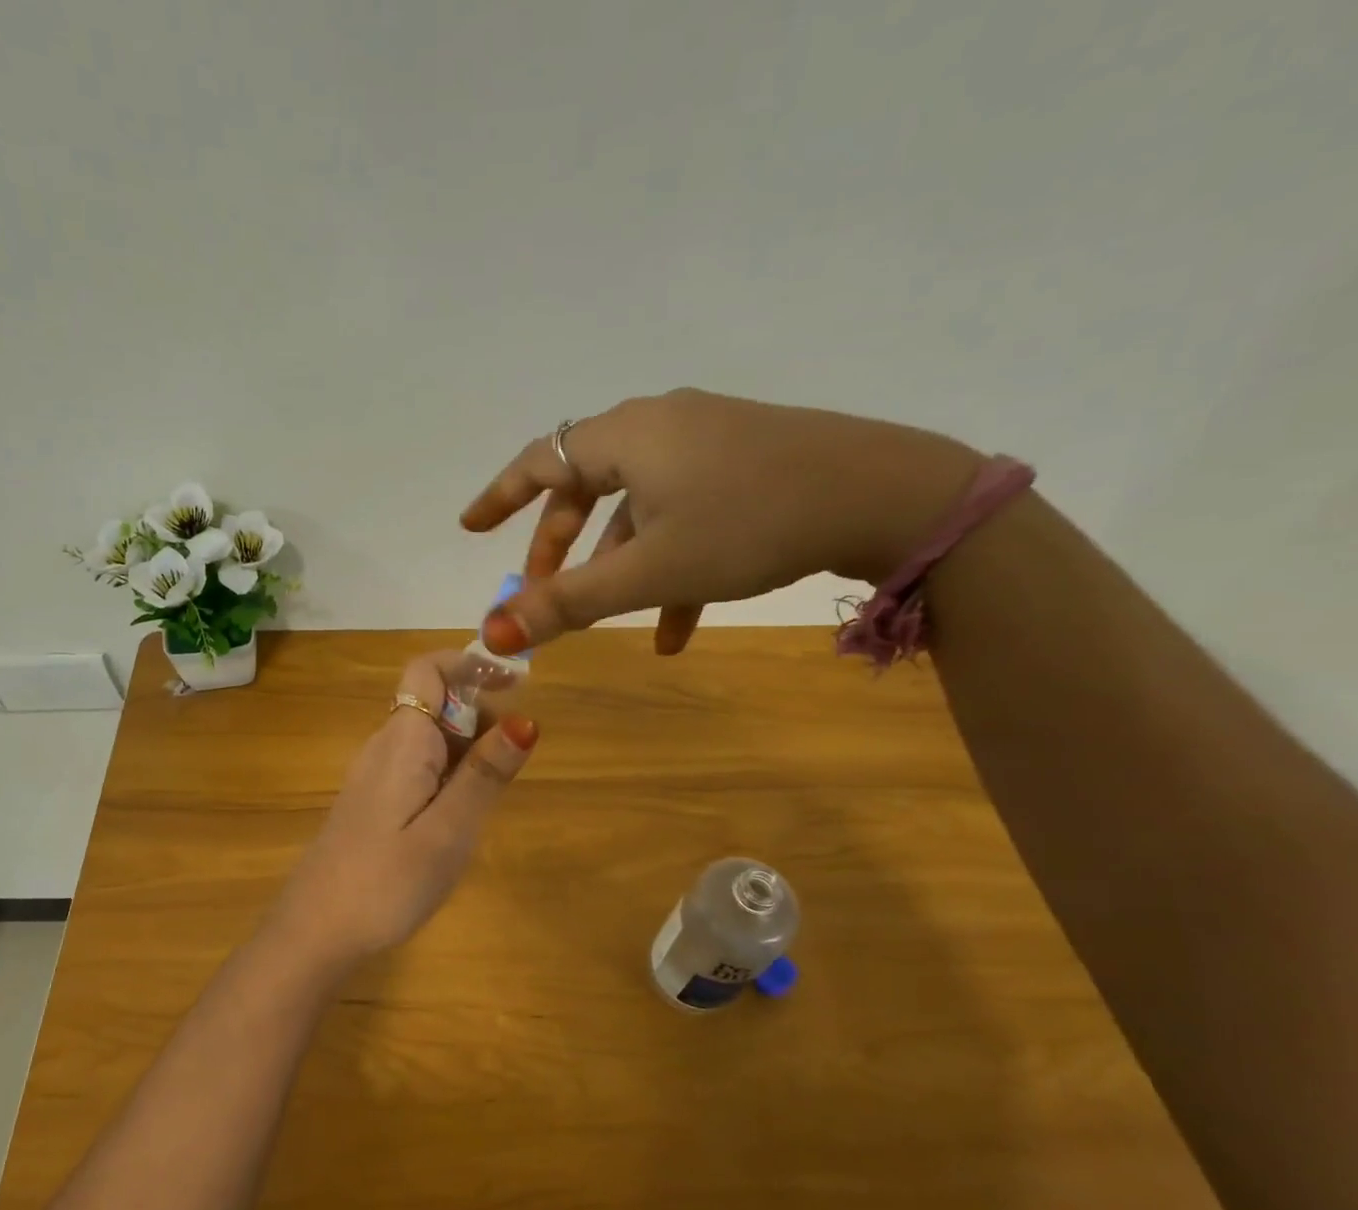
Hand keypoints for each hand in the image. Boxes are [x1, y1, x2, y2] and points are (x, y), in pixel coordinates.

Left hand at [265, 653, 537, 975]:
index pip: (427, 670)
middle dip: (479, 715)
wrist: (316, 932)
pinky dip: (448, 774)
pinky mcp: (371, 802)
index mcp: (402, 741)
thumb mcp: (450, 830)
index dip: (470, 663)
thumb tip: (526, 719)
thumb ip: (486, 774)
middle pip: (434, 703)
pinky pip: (417, 767)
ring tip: (488, 800)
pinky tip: (458, 818)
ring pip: (429, 738)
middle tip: (510, 766)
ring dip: (466, 749)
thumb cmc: (387, 882)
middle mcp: (383, 747)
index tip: (517, 683)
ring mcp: (373, 775)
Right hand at [461, 389, 985, 654]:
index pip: (540, 459)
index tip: (471, 528)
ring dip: (618, 567)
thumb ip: (568, 603)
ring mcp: (706, 443)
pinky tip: (677, 631)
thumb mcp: (650, 570)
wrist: (886, 495)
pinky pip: (685, 514)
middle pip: (586, 487)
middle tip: (544, 594)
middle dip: (561, 547)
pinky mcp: (744, 464)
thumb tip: (491, 633)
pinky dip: (669, 566)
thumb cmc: (749, 524)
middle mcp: (661, 427)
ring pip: (638, 509)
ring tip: (615, 625)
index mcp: (627, 436)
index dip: (500, 497)